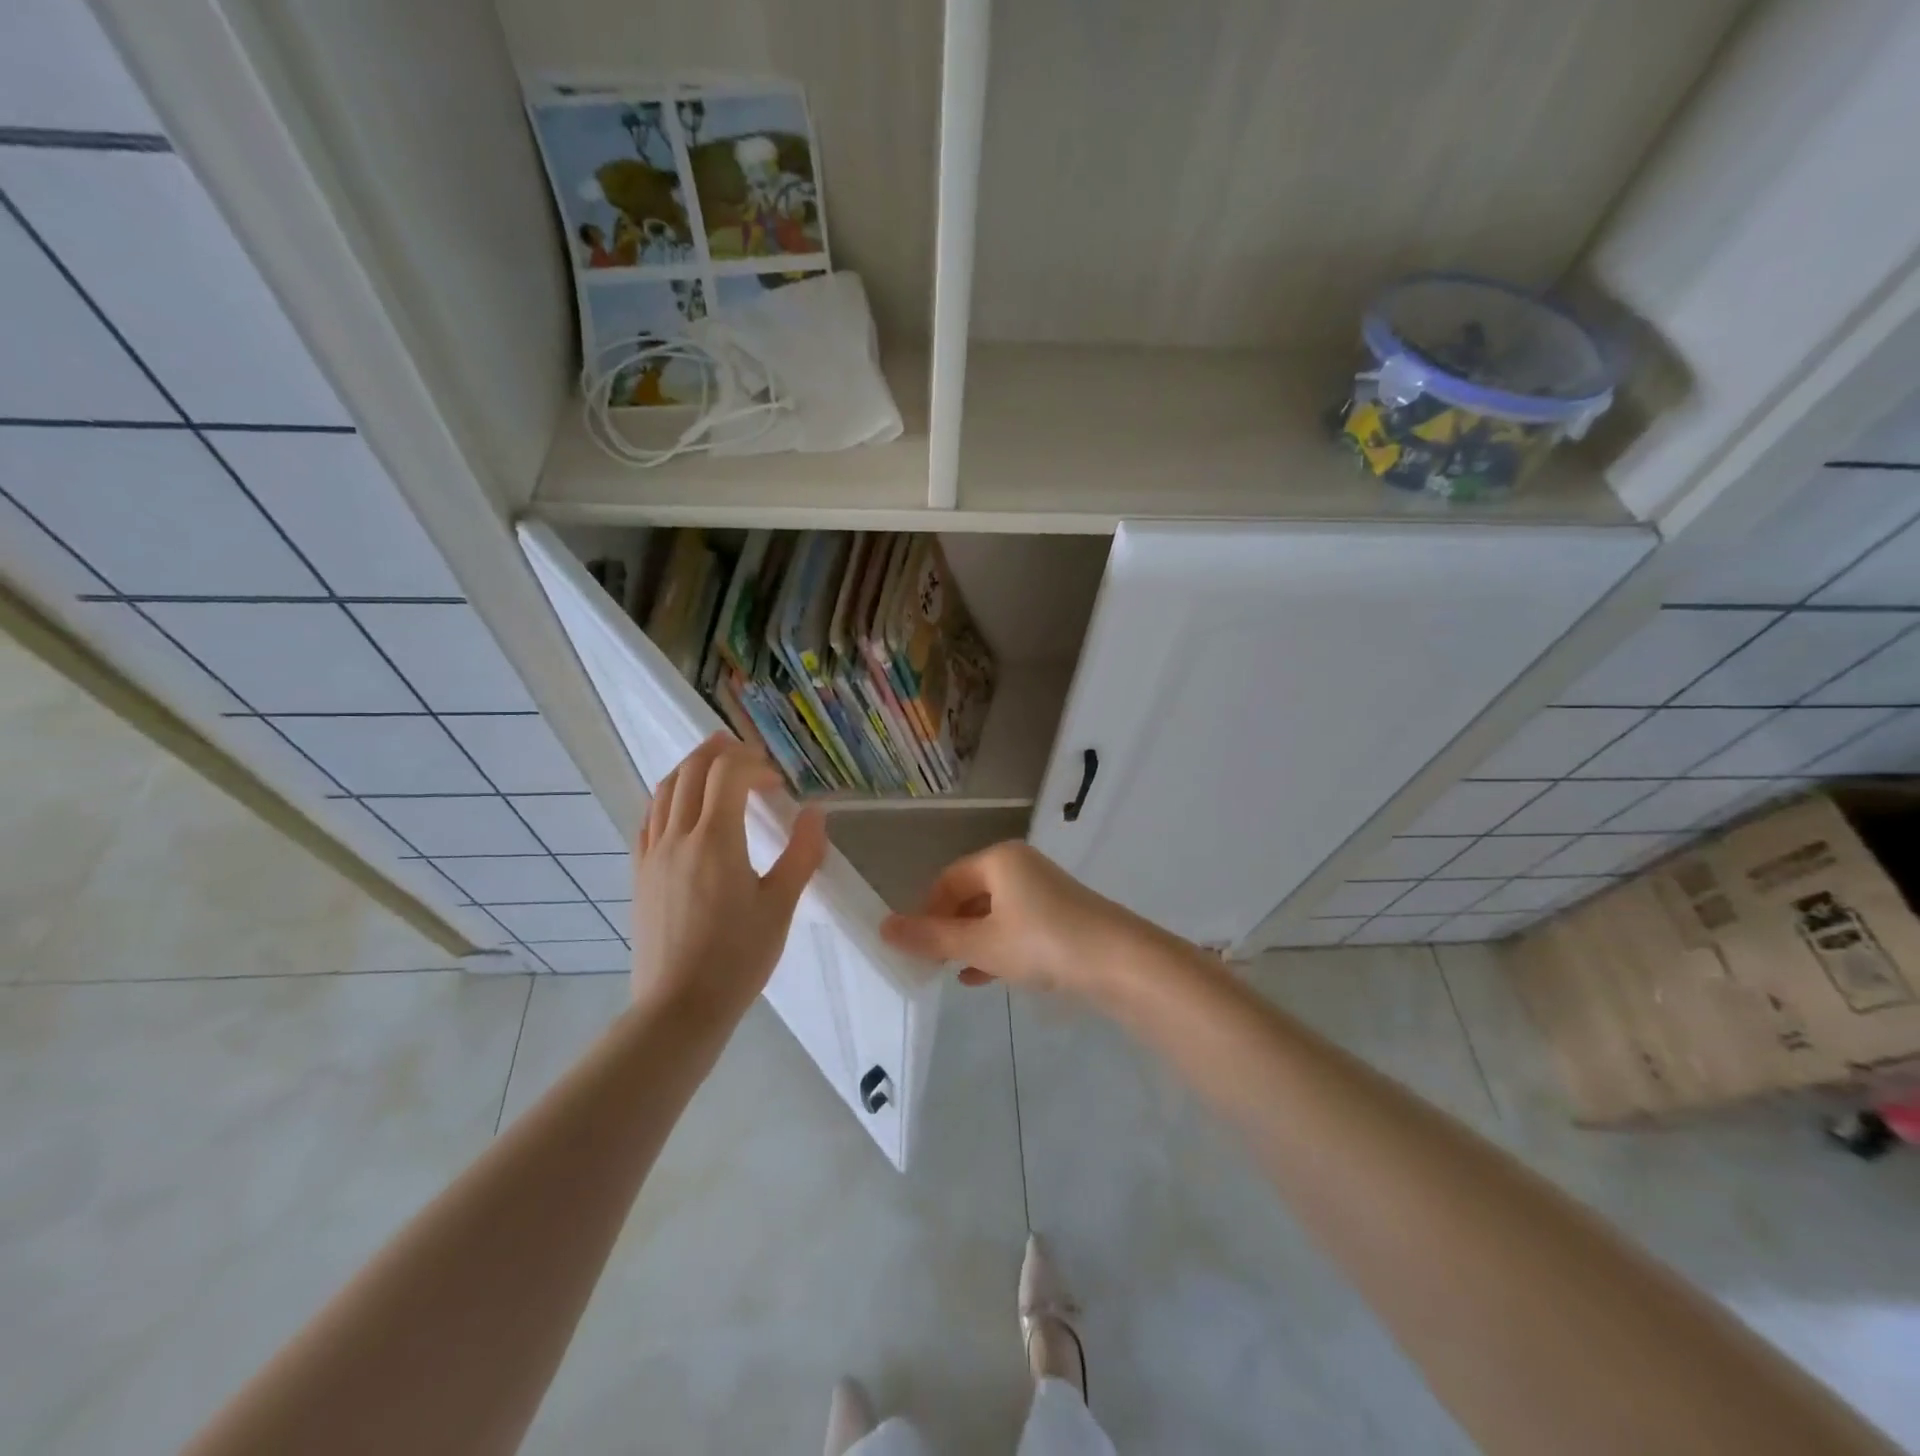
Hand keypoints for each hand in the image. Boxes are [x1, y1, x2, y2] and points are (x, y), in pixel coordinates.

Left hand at [631, 734, 826, 1021]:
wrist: (679, 1007)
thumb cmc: (738, 957)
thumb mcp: (781, 906)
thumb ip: (801, 853)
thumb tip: (816, 813)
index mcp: (716, 840)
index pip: (727, 774)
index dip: (753, 764)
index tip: (776, 781)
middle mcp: (678, 836)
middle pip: (692, 770)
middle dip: (720, 751)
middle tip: (747, 753)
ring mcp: (652, 854)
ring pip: (665, 789)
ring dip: (691, 768)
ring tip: (715, 766)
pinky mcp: (640, 873)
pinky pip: (649, 818)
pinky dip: (669, 797)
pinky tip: (683, 808)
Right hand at [879, 841, 1145, 1000]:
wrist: (1119, 961)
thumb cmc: (1042, 943)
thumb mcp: (980, 943)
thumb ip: (932, 937)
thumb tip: (883, 927)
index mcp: (999, 860)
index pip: (947, 880)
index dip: (927, 911)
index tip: (917, 947)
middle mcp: (1021, 866)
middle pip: (971, 895)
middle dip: (950, 929)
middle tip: (934, 963)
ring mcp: (1044, 891)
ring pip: (994, 914)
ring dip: (972, 941)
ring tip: (955, 972)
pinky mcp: (1062, 915)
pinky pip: (1017, 926)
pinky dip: (998, 946)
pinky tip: (985, 976)